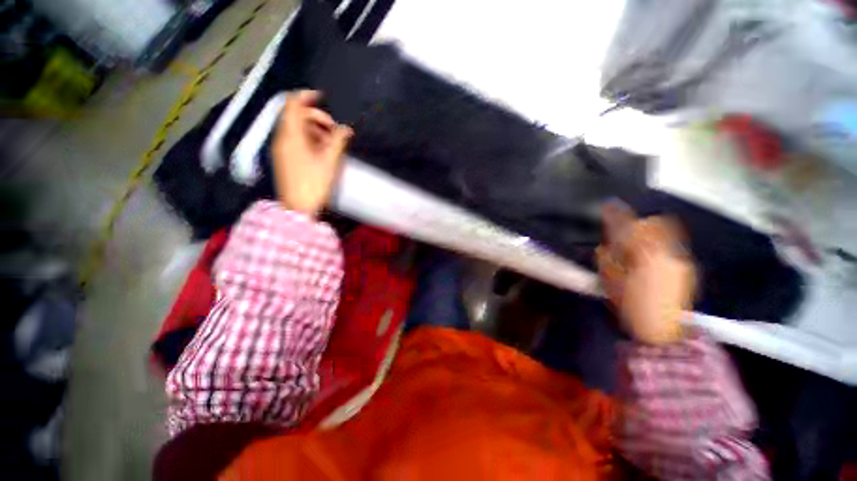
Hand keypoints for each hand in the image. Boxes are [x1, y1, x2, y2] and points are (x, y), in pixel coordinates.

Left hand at [272, 90, 352, 216]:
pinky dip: (309, 140)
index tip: (323, 98)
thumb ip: (338, 141)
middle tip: (335, 130)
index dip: (307, 96)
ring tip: (332, 143)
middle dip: (317, 118)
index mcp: (291, 135)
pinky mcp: (285, 158)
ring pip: (297, 129)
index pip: (293, 104)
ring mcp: (282, 149)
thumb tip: (346, 129)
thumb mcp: (329, 161)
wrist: (298, 208)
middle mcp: (282, 138)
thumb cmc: (314, 183)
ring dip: (315, 130)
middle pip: (297, 116)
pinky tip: (322, 151)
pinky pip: (296, 140)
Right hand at [596, 201, 696, 344]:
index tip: (607, 206)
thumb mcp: (610, 281)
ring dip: (648, 233)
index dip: (616, 214)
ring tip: (636, 246)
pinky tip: (647, 259)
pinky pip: (669, 246)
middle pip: (655, 224)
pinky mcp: (684, 267)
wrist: (662, 330)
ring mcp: (679, 259)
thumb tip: (607, 246)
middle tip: (624, 232)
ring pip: (665, 234)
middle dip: (638, 223)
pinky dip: (656, 245)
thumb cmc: (631, 305)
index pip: (628, 227)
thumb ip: (607, 259)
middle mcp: (666, 252)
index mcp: (644, 256)